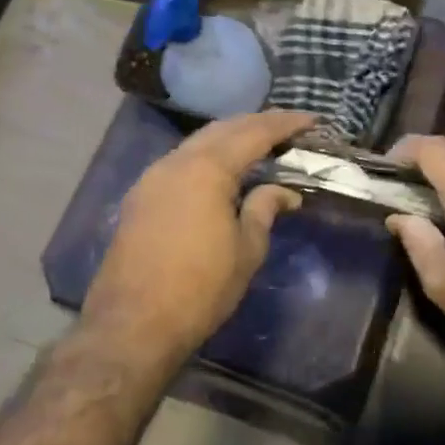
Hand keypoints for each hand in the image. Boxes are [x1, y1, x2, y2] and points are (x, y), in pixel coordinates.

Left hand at [85, 110, 314, 366]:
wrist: (132, 325)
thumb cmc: (200, 288)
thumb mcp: (246, 249)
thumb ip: (265, 210)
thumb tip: (285, 193)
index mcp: (208, 169)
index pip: (255, 133)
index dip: (286, 124)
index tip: (312, 119)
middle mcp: (177, 162)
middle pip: (223, 129)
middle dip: (257, 123)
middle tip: (288, 127)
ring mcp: (153, 177)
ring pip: (198, 142)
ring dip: (231, 137)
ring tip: (259, 143)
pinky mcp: (140, 197)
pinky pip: (181, 160)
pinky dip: (208, 155)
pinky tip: (222, 169)